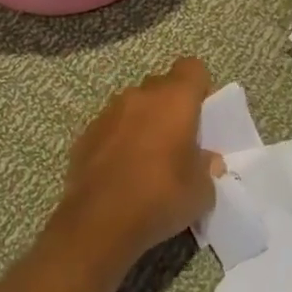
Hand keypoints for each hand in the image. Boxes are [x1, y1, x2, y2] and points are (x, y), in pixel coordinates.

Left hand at [55, 57, 221, 266]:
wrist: (99, 222)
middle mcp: (140, 96)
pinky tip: (120, 173)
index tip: (201, 115)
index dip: (199, 87)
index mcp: (174, 100)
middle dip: (171, 106)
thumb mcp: (202, 191)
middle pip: (161, 85)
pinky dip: (118, 141)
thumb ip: (207, 167)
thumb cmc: (161, 198)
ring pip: (133, 105)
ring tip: (147, 159)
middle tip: (178, 140)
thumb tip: (205, 159)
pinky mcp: (85, 135)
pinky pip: (110, 127)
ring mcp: (108, 113)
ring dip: (142, 122)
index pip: (192, 68)